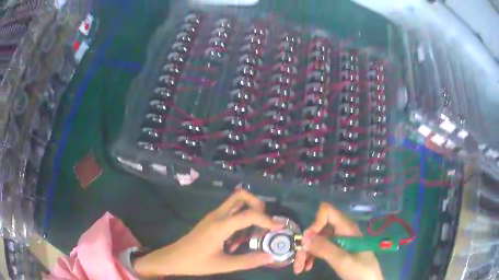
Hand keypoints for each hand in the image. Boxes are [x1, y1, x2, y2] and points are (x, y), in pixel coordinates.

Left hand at [134, 189, 282, 276]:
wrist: (173, 258)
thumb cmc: (197, 262)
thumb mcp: (224, 265)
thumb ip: (249, 261)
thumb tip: (271, 257)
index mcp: (220, 226)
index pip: (249, 214)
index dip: (267, 219)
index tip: (280, 227)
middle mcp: (217, 215)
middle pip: (241, 195)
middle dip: (258, 204)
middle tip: (265, 222)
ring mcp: (213, 216)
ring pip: (235, 202)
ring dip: (249, 211)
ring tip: (254, 233)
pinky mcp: (211, 220)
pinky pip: (230, 211)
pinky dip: (240, 218)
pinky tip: (238, 239)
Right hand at [293, 203, 382, 279]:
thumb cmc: (360, 270)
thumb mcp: (342, 260)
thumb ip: (325, 248)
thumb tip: (304, 237)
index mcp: (346, 228)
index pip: (327, 212)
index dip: (315, 223)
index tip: (308, 241)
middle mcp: (341, 231)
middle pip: (318, 228)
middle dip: (306, 244)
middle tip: (298, 261)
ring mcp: (339, 240)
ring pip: (316, 239)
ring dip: (306, 252)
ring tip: (299, 268)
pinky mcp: (337, 249)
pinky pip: (320, 248)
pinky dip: (311, 256)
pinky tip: (307, 267)